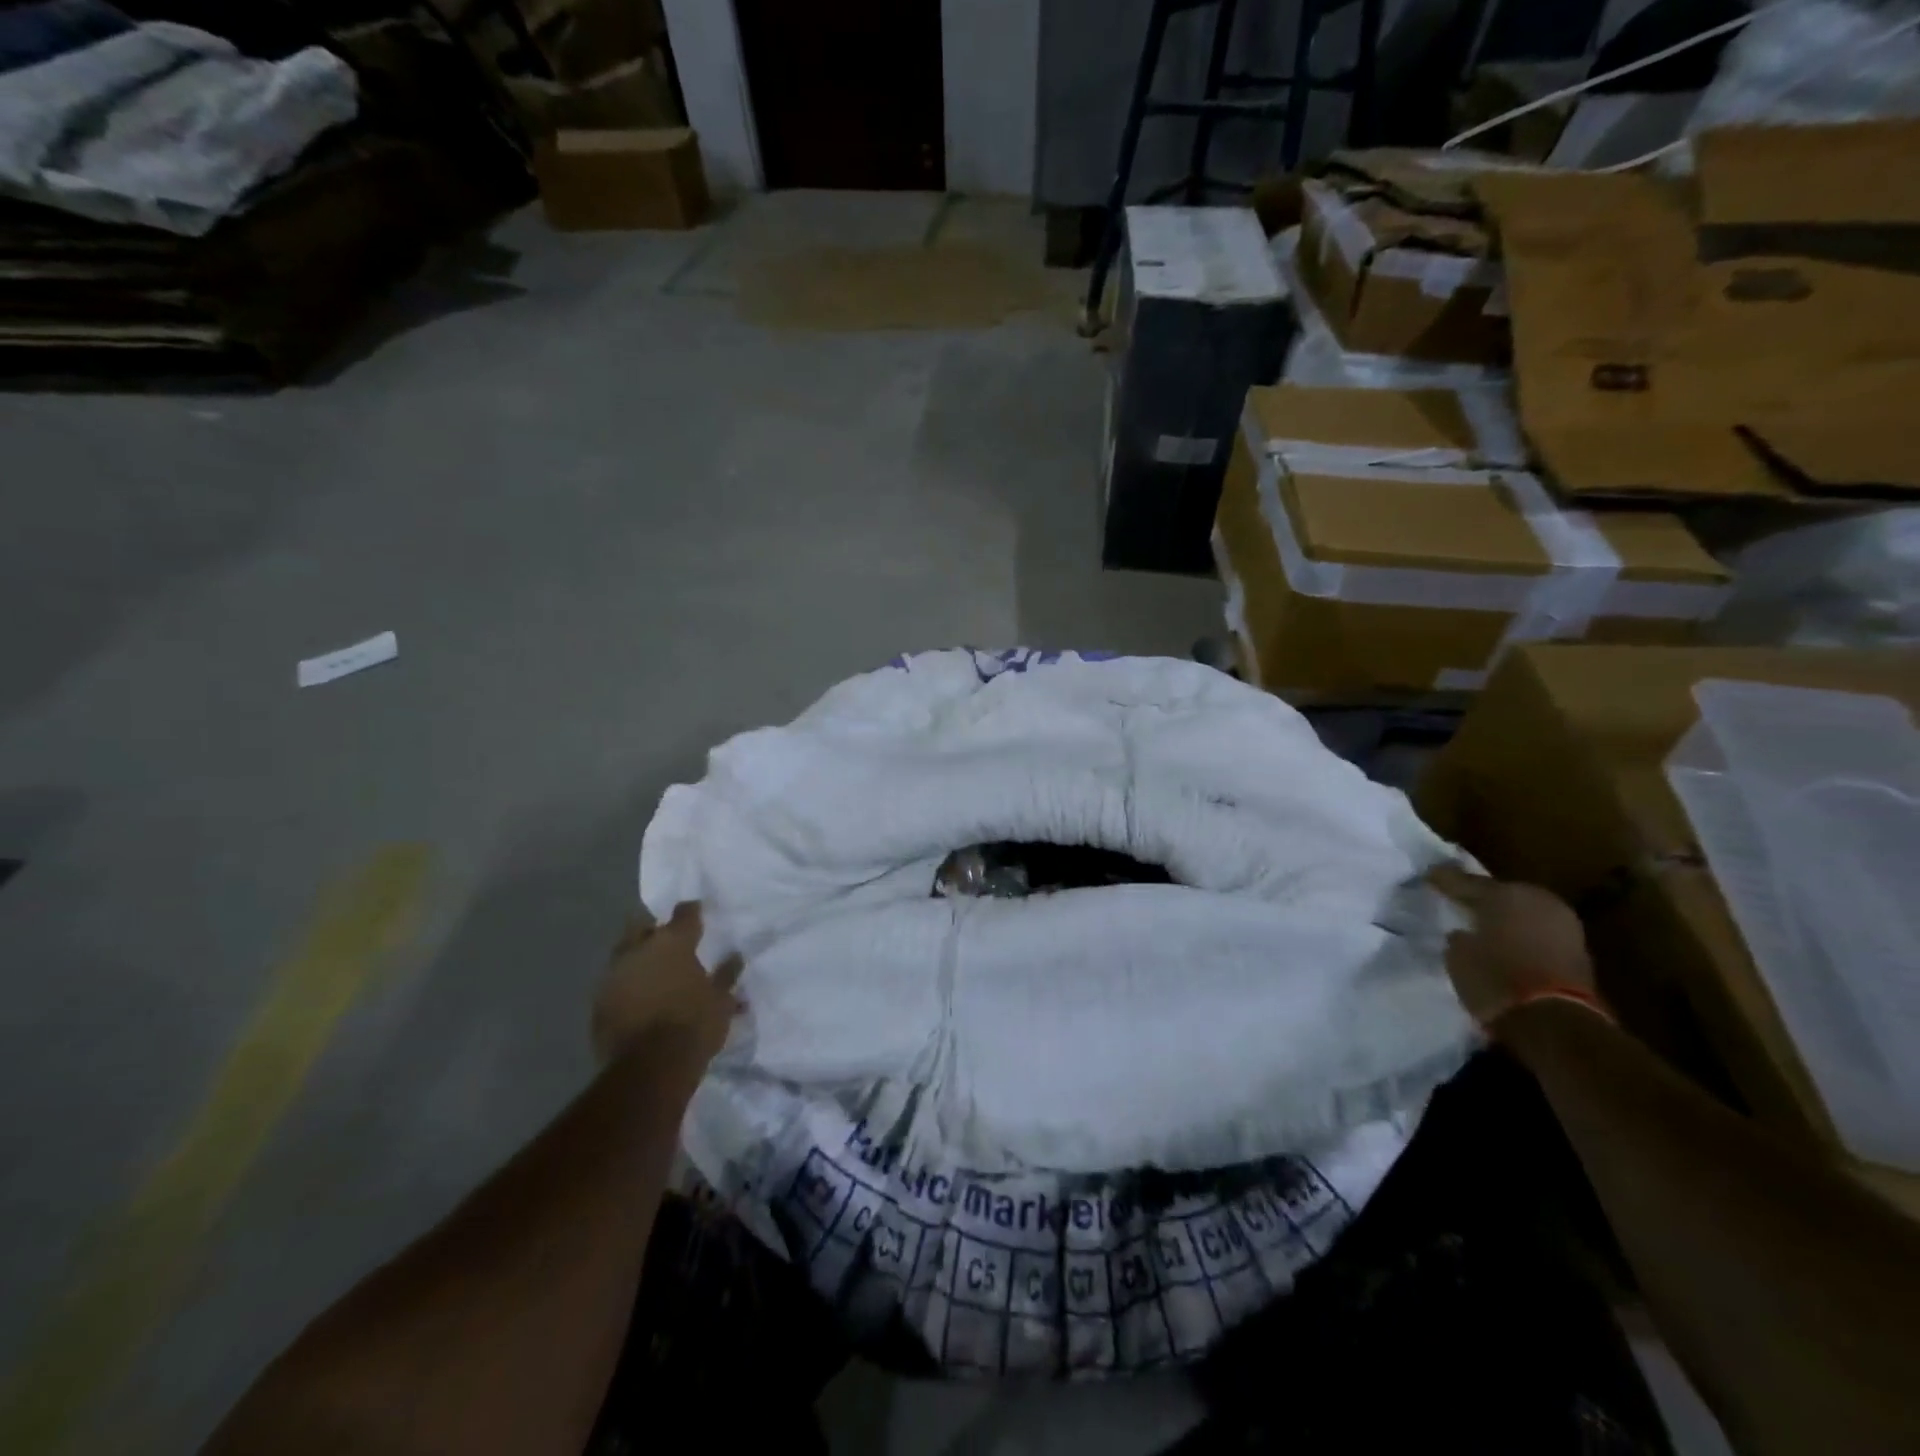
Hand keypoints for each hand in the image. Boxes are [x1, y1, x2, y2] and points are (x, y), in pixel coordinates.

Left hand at [592, 903, 741, 1064]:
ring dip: (638, 958)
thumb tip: (734, 957)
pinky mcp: (598, 1003)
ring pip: (624, 953)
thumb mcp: (722, 1000)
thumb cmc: (694, 1026)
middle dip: (654, 929)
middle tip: (668, 940)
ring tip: (653, 971)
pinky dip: (627, 984)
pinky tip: (638, 997)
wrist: (649, 1069)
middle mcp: (638, 950)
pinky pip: (614, 983)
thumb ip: (726, 974)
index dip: (692, 911)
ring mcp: (613, 975)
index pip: (685, 912)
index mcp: (672, 942)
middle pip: (642, 925)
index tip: (698, 912)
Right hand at [1428, 866, 1594, 1025]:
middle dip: (1481, 896)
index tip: (1430, 876)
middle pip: (1501, 893)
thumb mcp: (1458, 956)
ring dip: (1506, 916)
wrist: (1554, 1021)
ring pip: (1524, 911)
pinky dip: (1523, 934)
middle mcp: (1536, 900)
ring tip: (1484, 922)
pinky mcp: (1578, 950)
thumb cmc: (1495, 979)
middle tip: (1459, 899)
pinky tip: (1507, 940)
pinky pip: (1539, 931)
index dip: (1445, 880)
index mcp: (1504, 894)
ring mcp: (1562, 924)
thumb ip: (1460, 938)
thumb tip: (1462, 934)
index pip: (1466, 882)